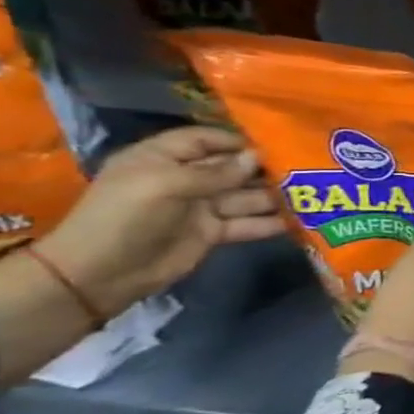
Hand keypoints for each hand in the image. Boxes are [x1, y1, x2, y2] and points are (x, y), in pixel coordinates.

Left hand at [39, 126, 285, 317]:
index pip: (206, 139)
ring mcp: (200, 207)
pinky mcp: (212, 232)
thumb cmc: (125, 217)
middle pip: (233, 168)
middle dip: (266, 168)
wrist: (100, 274)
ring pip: (246, 196)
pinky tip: (301, 221)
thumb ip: (216, 172)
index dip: (238, 140)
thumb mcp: (166, 185)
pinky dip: (271, 222)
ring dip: (275, 196)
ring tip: (313, 194)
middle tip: (308, 168)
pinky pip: (247, 223)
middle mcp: (184, 179)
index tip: (278, 143)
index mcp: (162, 159)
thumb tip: (257, 157)